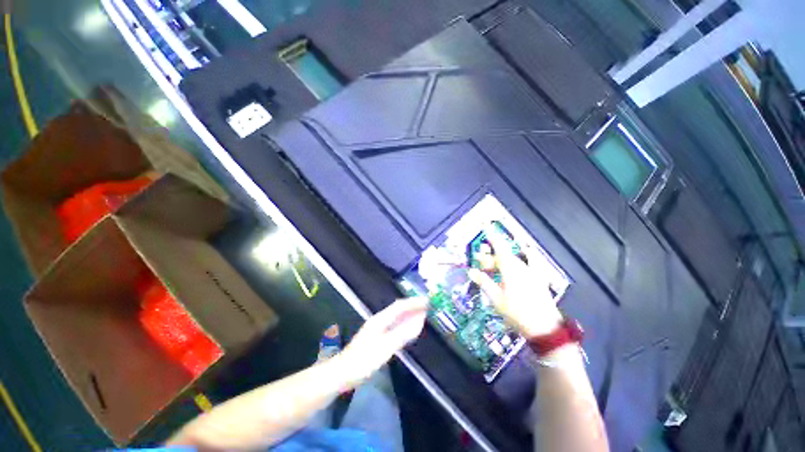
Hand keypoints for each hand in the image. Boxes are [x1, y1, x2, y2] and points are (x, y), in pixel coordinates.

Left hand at [338, 297, 427, 384]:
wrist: (342, 373)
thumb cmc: (363, 361)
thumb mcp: (385, 348)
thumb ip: (402, 334)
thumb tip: (420, 320)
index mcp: (380, 320)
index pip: (400, 306)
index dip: (413, 303)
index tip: (427, 301)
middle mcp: (379, 320)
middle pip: (398, 309)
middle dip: (412, 306)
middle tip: (427, 306)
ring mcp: (377, 328)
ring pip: (396, 317)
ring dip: (409, 314)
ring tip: (422, 314)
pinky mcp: (376, 337)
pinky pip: (394, 325)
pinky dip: (404, 324)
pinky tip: (408, 328)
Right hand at [468, 225, 562, 337]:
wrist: (544, 328)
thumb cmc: (517, 312)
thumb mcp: (496, 298)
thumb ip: (483, 282)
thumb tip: (471, 271)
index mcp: (510, 268)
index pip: (499, 246)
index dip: (491, 234)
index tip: (485, 224)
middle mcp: (521, 266)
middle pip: (502, 255)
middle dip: (489, 258)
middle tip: (478, 265)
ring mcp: (531, 272)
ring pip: (512, 261)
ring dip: (499, 262)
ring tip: (491, 270)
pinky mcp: (537, 279)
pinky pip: (530, 262)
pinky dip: (526, 256)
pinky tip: (526, 252)